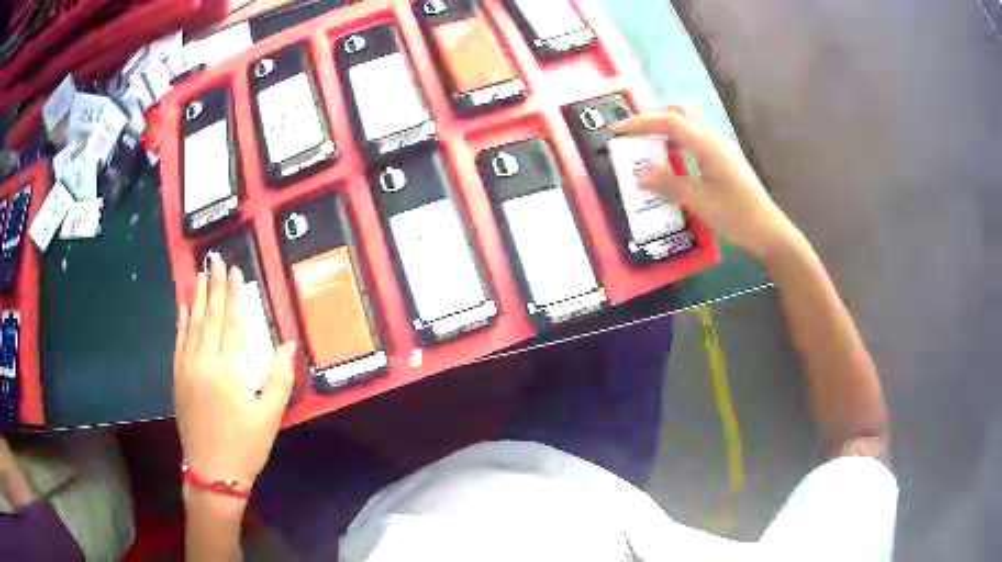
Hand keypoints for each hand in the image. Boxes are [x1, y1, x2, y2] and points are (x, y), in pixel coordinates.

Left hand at [174, 253, 296, 492]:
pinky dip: (181, 321)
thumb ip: (279, 378)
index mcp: (230, 371)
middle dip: (215, 287)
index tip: (235, 271)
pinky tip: (183, 306)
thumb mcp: (270, 417)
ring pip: (193, 325)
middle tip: (216, 260)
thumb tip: (289, 344)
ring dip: (197, 297)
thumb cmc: (245, 446)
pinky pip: (179, 341)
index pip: (233, 323)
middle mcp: (206, 363)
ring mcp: (188, 369)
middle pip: (211, 317)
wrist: (212, 472)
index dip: (235, 296)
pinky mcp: (178, 378)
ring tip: (200, 274)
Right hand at [614, 107, 797, 259]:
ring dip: (668, 128)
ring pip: (691, 124)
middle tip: (637, 132)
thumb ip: (668, 184)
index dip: (641, 123)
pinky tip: (672, 161)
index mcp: (707, 144)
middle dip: (656, 117)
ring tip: (649, 145)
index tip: (619, 130)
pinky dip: (679, 142)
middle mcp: (714, 138)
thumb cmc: (735, 215)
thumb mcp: (698, 201)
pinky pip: (697, 140)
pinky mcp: (725, 159)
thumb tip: (640, 173)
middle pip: (682, 112)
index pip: (670, 121)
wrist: (767, 231)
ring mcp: (722, 148)